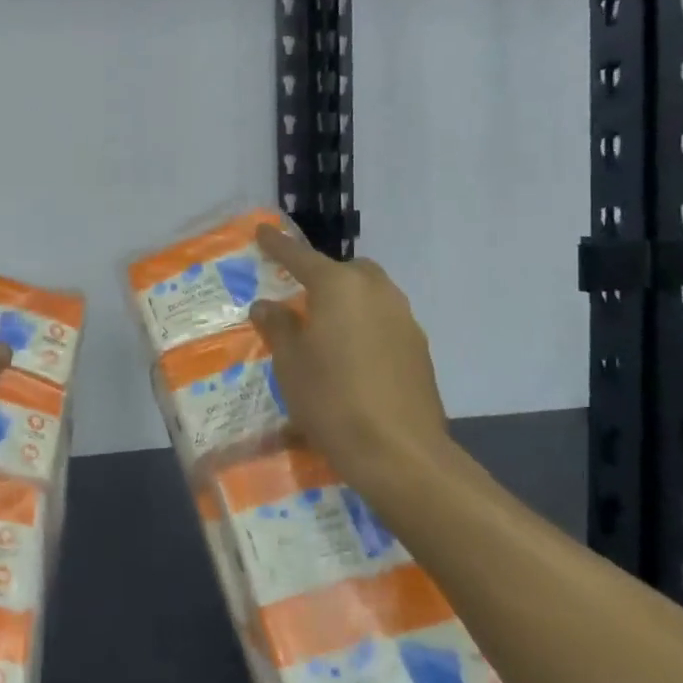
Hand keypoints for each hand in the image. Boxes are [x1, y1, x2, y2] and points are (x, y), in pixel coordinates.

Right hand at [249, 226, 457, 496]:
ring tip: (325, 331)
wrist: (398, 451)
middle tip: (301, 297)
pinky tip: (352, 358)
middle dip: (324, 276)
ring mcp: (404, 320)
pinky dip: (365, 327)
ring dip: (348, 302)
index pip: (300, 257)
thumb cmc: (330, 398)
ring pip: (371, 295)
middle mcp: (376, 293)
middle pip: (347, 271)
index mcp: (339, 287)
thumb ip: (278, 326)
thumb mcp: (289, 362)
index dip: (278, 245)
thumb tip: (268, 305)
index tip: (263, 231)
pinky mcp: (419, 349)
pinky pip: (385, 322)